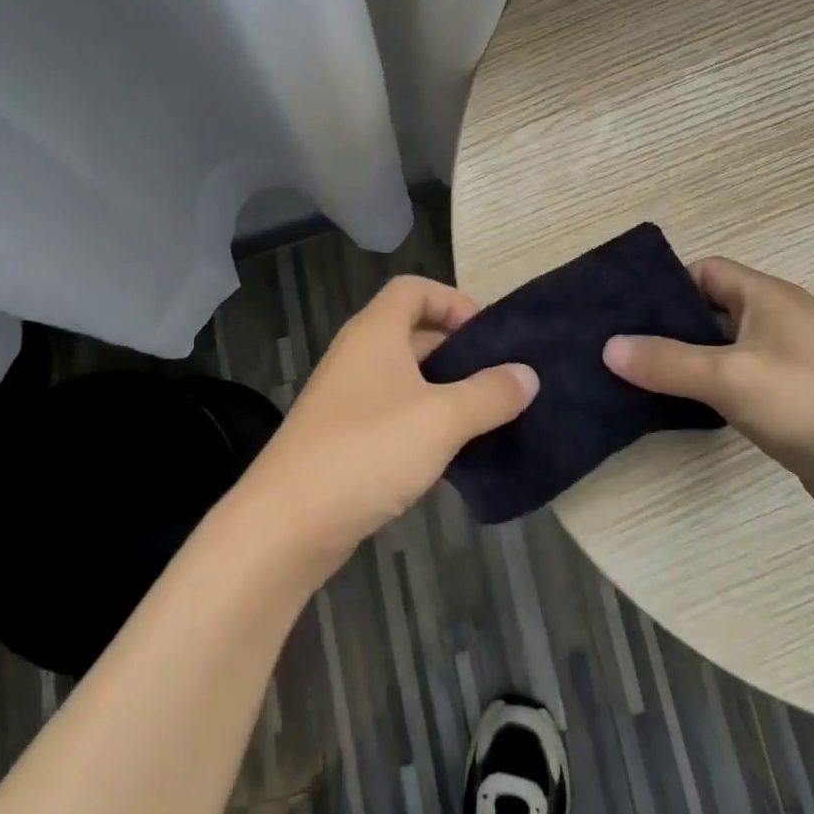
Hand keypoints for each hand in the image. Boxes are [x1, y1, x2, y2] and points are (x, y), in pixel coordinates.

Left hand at [239, 275, 536, 566]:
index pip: (413, 289)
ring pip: (404, 377)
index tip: (486, 336)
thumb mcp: (441, 419)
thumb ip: (490, 394)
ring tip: (483, 416)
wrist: (286, 525)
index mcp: (375, 332)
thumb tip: (527, 375)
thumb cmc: (367, 452)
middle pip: (412, 331)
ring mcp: (346, 398)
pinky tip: (448, 453)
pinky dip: (423, 421)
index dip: (452, 300)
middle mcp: (357, 355)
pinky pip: (392, 412)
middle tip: (497, 379)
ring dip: (443, 390)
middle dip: (456, 350)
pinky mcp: (343, 437)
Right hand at [603, 258, 813, 550]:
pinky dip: (708, 391)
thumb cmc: (809, 404)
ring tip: (634, 378)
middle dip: (666, 327)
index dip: (665, 286)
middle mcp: (778, 322)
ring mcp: (788, 364)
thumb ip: (666, 362)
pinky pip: (737, 384)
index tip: (623, 313)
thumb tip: (609, 347)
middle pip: (710, 311)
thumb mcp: (728, 377)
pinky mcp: (792, 403)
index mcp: (768, 297)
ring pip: (722, 351)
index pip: (706, 271)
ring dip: (685, 362)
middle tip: (618, 348)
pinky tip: (679, 409)